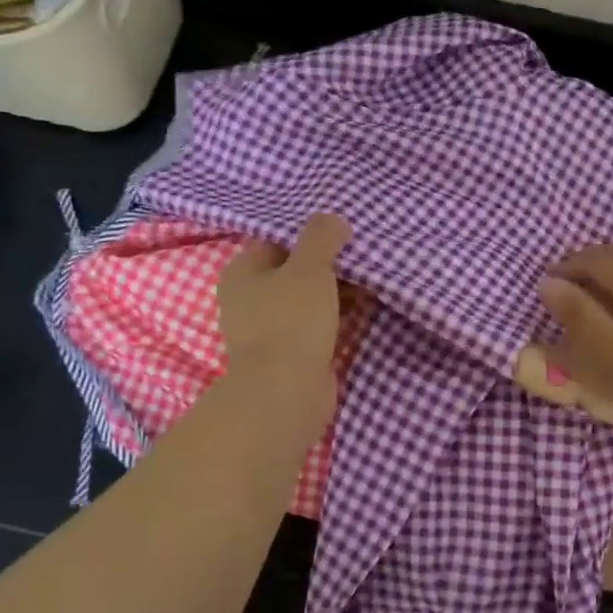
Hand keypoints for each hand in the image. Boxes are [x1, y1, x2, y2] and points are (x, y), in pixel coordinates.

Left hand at [217, 213, 351, 434]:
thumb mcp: (309, 266)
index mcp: (243, 272)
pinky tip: (363, 308)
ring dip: (336, 291)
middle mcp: (249, 299)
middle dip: (328, 264)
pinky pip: (316, 325)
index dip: (309, 235)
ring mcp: (268, 330)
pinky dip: (336, 316)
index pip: (276, 241)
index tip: (343, 233)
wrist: (287, 392)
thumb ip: (321, 237)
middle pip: (293, 271)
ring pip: (307, 299)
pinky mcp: (289, 354)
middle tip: (363, 255)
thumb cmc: (291, 320)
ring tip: (370, 279)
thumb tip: (334, 221)